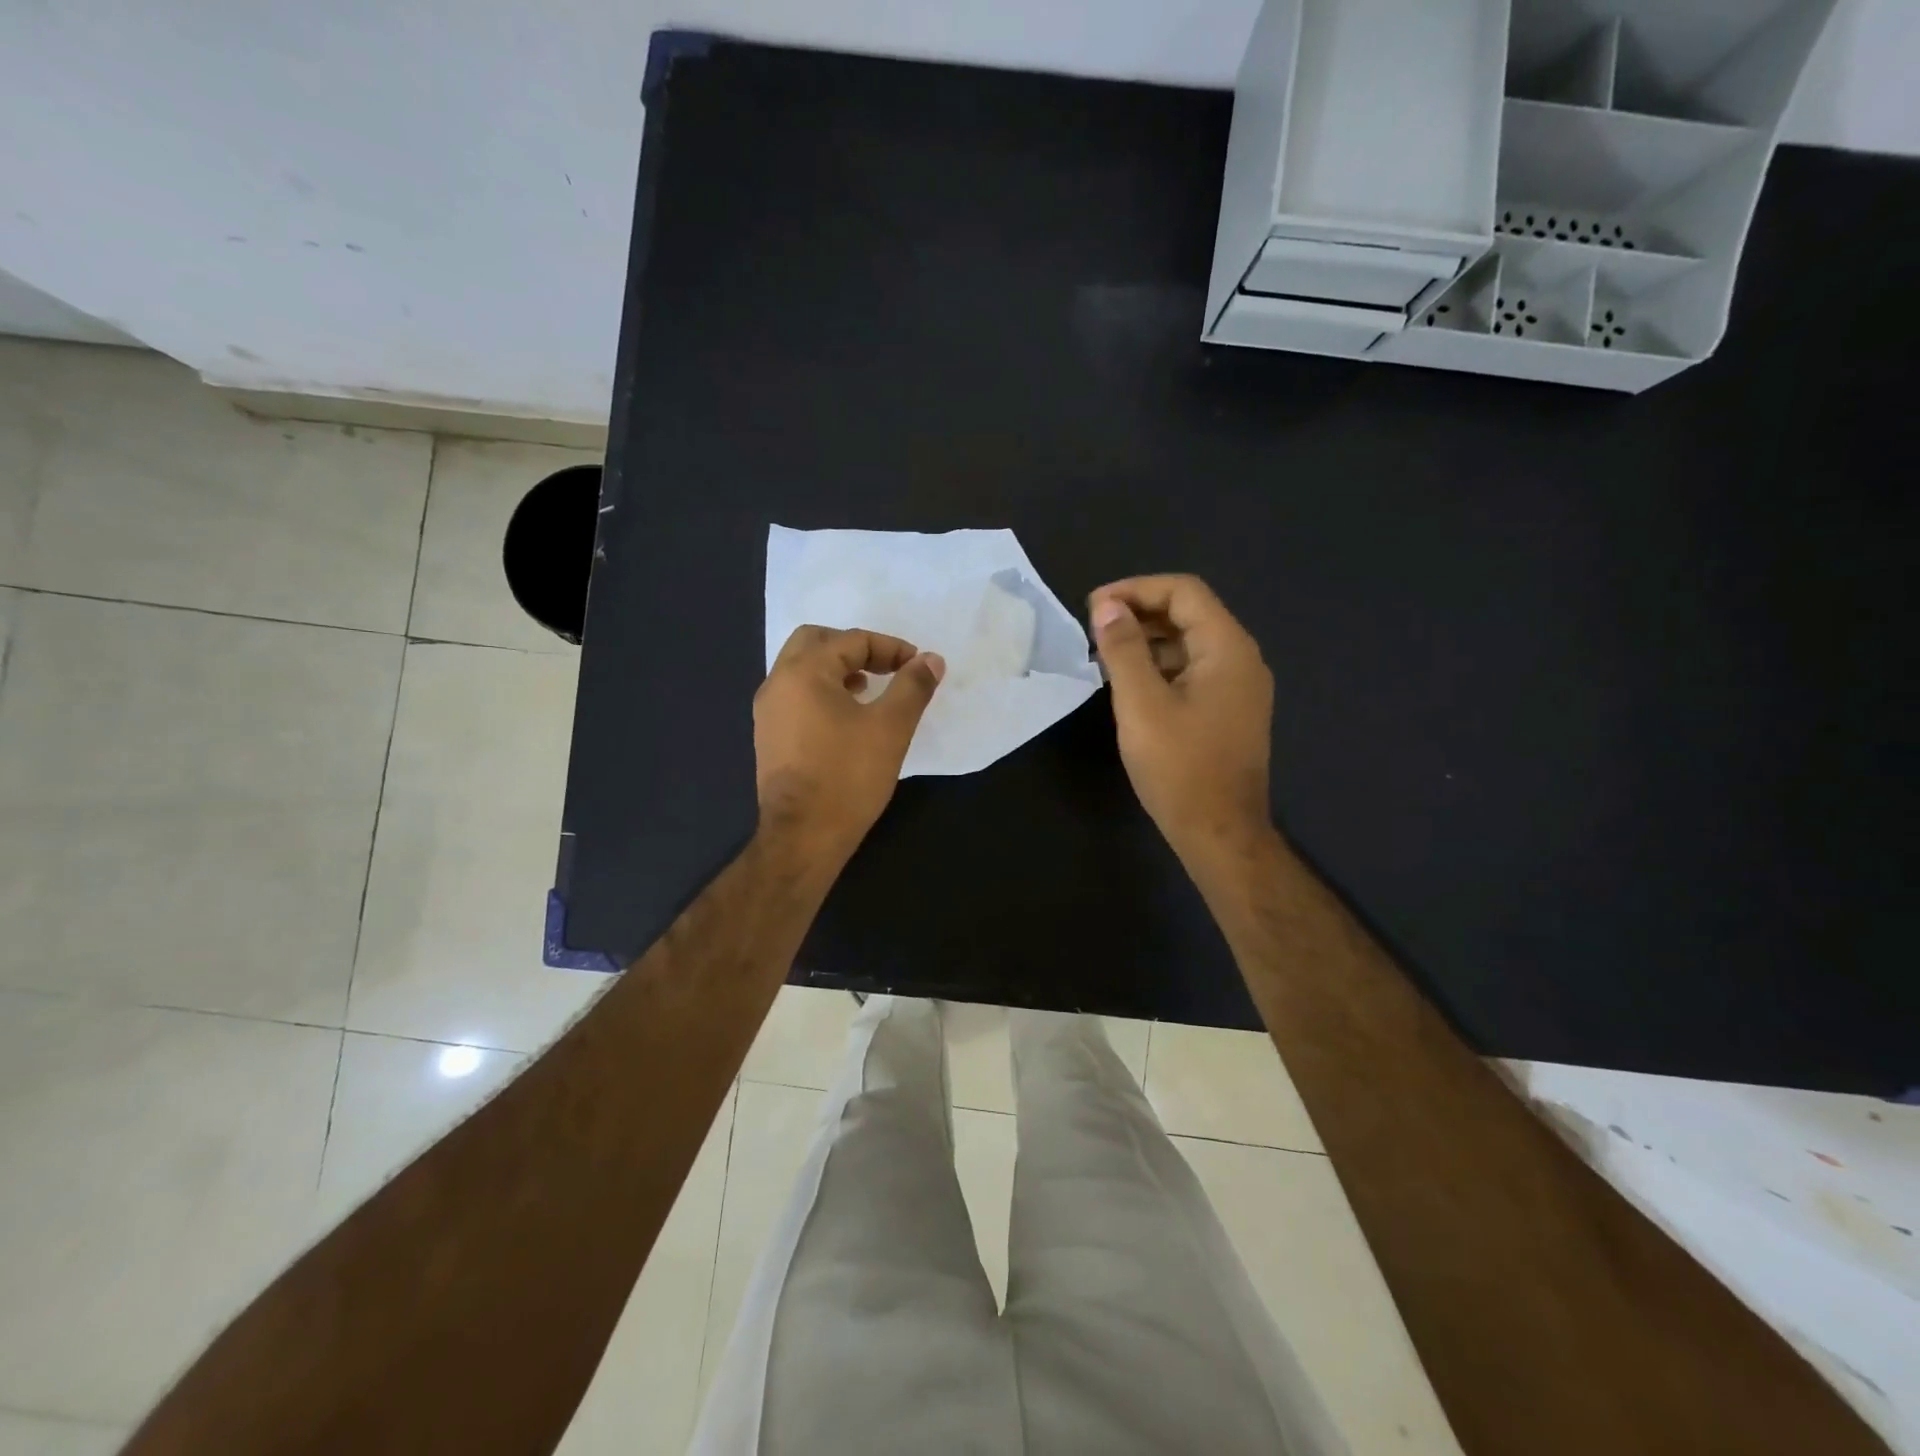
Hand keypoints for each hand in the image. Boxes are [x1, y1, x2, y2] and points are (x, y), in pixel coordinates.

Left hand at [754, 626, 945, 862]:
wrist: (803, 836)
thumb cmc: (848, 776)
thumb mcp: (891, 727)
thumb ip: (913, 686)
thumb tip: (931, 660)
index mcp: (803, 672)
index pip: (851, 640)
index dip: (891, 648)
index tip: (918, 667)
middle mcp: (777, 684)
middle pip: (815, 642)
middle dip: (854, 648)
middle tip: (886, 667)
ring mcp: (767, 712)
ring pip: (802, 670)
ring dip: (837, 669)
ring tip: (870, 690)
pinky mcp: (769, 737)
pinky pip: (796, 696)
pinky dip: (823, 692)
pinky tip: (847, 719)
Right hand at [1088, 575, 1275, 866]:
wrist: (1219, 832)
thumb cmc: (1179, 767)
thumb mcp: (1141, 704)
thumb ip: (1124, 649)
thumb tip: (1107, 607)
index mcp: (1227, 649)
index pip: (1184, 592)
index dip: (1136, 589)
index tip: (1093, 606)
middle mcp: (1241, 659)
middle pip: (1190, 613)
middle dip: (1140, 612)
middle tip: (1094, 628)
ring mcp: (1238, 687)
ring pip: (1190, 643)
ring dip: (1148, 640)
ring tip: (1105, 653)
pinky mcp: (1228, 711)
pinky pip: (1193, 670)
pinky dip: (1160, 666)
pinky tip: (1129, 683)